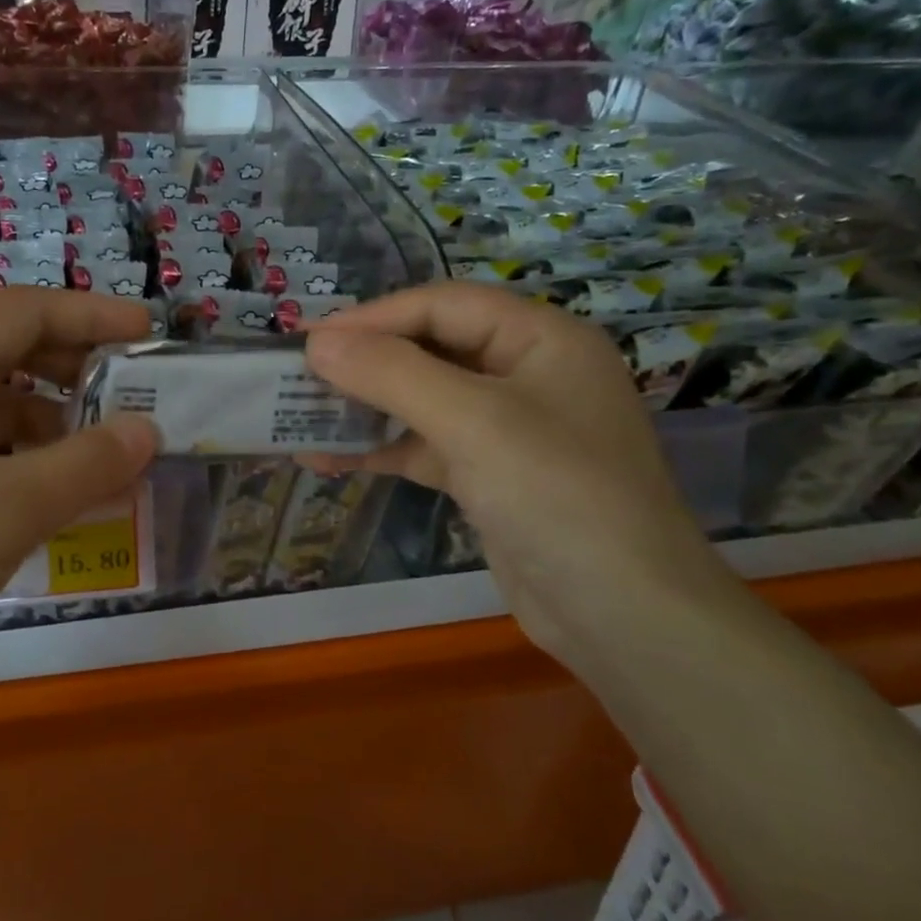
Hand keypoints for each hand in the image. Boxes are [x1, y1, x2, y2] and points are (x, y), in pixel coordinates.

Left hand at [0, 288, 157, 724]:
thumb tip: (148, 430)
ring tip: (100, 464)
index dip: (91, 313)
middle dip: (73, 368)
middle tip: (129, 398)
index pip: (25, 309)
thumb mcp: (11, 508)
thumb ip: (89, 463)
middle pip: (6, 350)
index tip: (146, 333)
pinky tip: (45, 503)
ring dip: (49, 424)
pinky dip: (17, 463)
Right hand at [299, 281, 734, 658]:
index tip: (307, 338)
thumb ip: (392, 374)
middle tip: (298, 374)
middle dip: (364, 362)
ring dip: (364, 408)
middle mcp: (526, 373)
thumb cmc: (557, 495)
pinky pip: (425, 446)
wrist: (622, 616)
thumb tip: (317, 343)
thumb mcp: (472, 422)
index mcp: (540, 339)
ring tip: (300, 414)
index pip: (442, 305)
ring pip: (423, 400)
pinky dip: (380, 450)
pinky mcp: (490, 476)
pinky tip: (326, 457)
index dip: (372, 317)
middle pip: (430, 348)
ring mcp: (509, 428)